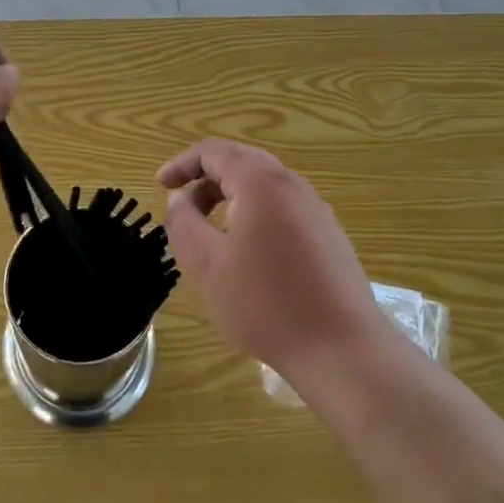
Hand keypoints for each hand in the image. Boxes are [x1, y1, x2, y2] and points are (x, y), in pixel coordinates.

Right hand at [158, 140, 393, 386]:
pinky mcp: (330, 235)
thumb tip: (179, 198)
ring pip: (263, 185)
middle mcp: (292, 184)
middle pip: (241, 162)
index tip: (160, 186)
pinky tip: (249, 252)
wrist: (344, 350)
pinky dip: (255, 213)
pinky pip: (283, 207)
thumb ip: (184, 223)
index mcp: (260, 182)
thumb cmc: (267, 304)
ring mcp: (316, 209)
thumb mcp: (207, 265)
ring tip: (211, 231)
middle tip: (183, 207)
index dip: (182, 164)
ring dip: (231, 197)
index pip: (213, 151)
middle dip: (206, 179)